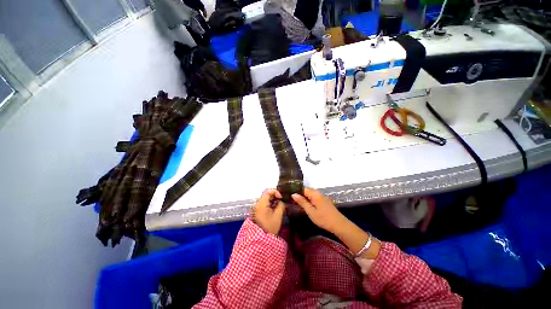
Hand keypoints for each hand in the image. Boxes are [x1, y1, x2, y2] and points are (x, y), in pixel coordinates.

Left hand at [251, 189, 285, 234]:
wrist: (260, 238)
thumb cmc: (270, 226)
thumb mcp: (278, 216)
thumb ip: (281, 205)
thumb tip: (282, 201)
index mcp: (262, 203)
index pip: (268, 191)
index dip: (276, 192)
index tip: (281, 197)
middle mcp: (258, 203)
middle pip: (267, 194)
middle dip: (275, 196)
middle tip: (281, 201)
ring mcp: (257, 207)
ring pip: (266, 198)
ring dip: (273, 200)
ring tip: (279, 205)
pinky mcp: (258, 211)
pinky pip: (265, 203)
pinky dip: (270, 203)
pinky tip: (275, 209)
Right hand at [292, 188, 345, 232]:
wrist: (339, 225)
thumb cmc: (323, 218)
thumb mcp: (311, 211)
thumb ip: (302, 202)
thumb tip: (293, 194)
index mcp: (314, 194)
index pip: (302, 189)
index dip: (295, 191)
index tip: (288, 195)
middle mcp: (318, 193)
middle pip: (306, 191)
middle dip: (298, 195)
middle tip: (290, 200)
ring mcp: (321, 197)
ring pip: (309, 195)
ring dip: (303, 198)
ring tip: (294, 202)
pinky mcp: (323, 201)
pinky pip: (313, 198)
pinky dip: (308, 201)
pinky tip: (304, 205)